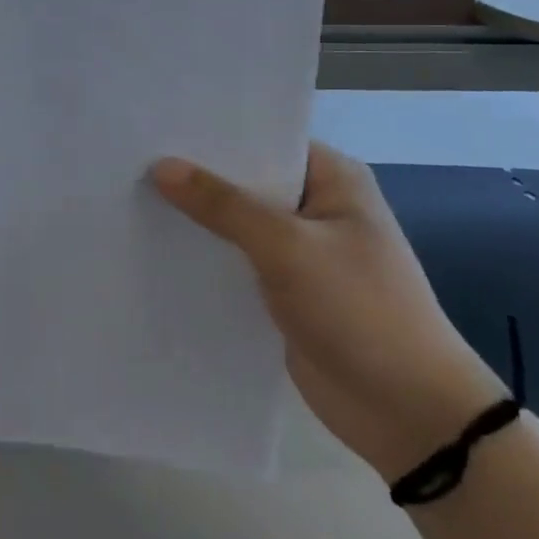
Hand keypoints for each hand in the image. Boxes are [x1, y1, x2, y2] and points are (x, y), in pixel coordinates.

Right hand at [152, 144, 502, 481]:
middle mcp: (316, 207)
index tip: (158, 125)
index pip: (265, 139)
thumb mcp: (287, 247)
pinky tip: (156, 248)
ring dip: (198, 219)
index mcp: (332, 178)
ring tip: (131, 196)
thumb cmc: (359, 310)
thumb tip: (162, 166)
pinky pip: (237, 263)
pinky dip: (207, 257)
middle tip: (132, 158)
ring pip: (238, 224)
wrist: (407, 413)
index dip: (214, 133)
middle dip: (198, 176)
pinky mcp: (285, 292)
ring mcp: (301, 252)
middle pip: (247, 181)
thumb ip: (222, 205)